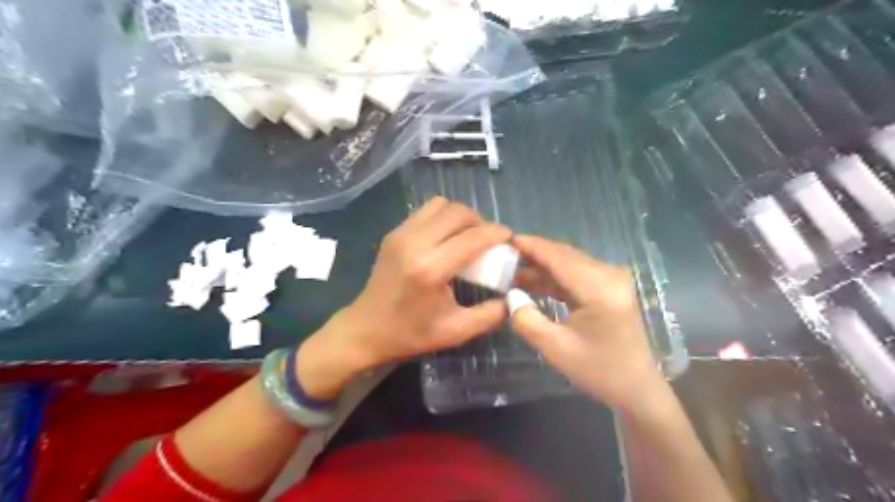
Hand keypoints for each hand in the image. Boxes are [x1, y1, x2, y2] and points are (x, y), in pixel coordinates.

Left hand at [296, 198, 509, 397]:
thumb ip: (490, 315)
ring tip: (469, 235)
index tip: (510, 238)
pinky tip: (447, 237)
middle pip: (458, 212)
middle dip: (481, 221)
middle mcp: (415, 243)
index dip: (497, 233)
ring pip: (440, 205)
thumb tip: (514, 298)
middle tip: (489, 239)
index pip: (473, 237)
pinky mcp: (394, 233)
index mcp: (431, 268)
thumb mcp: (456, 331)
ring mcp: (401, 234)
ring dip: (461, 215)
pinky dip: (443, 217)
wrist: (366, 329)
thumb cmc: (410, 333)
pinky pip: (425, 211)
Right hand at [510, 236, 663, 410]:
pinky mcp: (610, 287)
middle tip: (504, 255)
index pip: (560, 258)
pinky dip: (554, 277)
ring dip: (542, 266)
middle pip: (565, 256)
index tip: (507, 239)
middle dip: (535, 254)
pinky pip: (577, 274)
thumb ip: (527, 319)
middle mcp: (610, 276)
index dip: (533, 247)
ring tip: (512, 270)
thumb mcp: (555, 349)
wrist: (636, 389)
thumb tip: (510, 295)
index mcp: (601, 289)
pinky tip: (533, 282)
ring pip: (570, 263)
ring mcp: (612, 280)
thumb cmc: (598, 371)